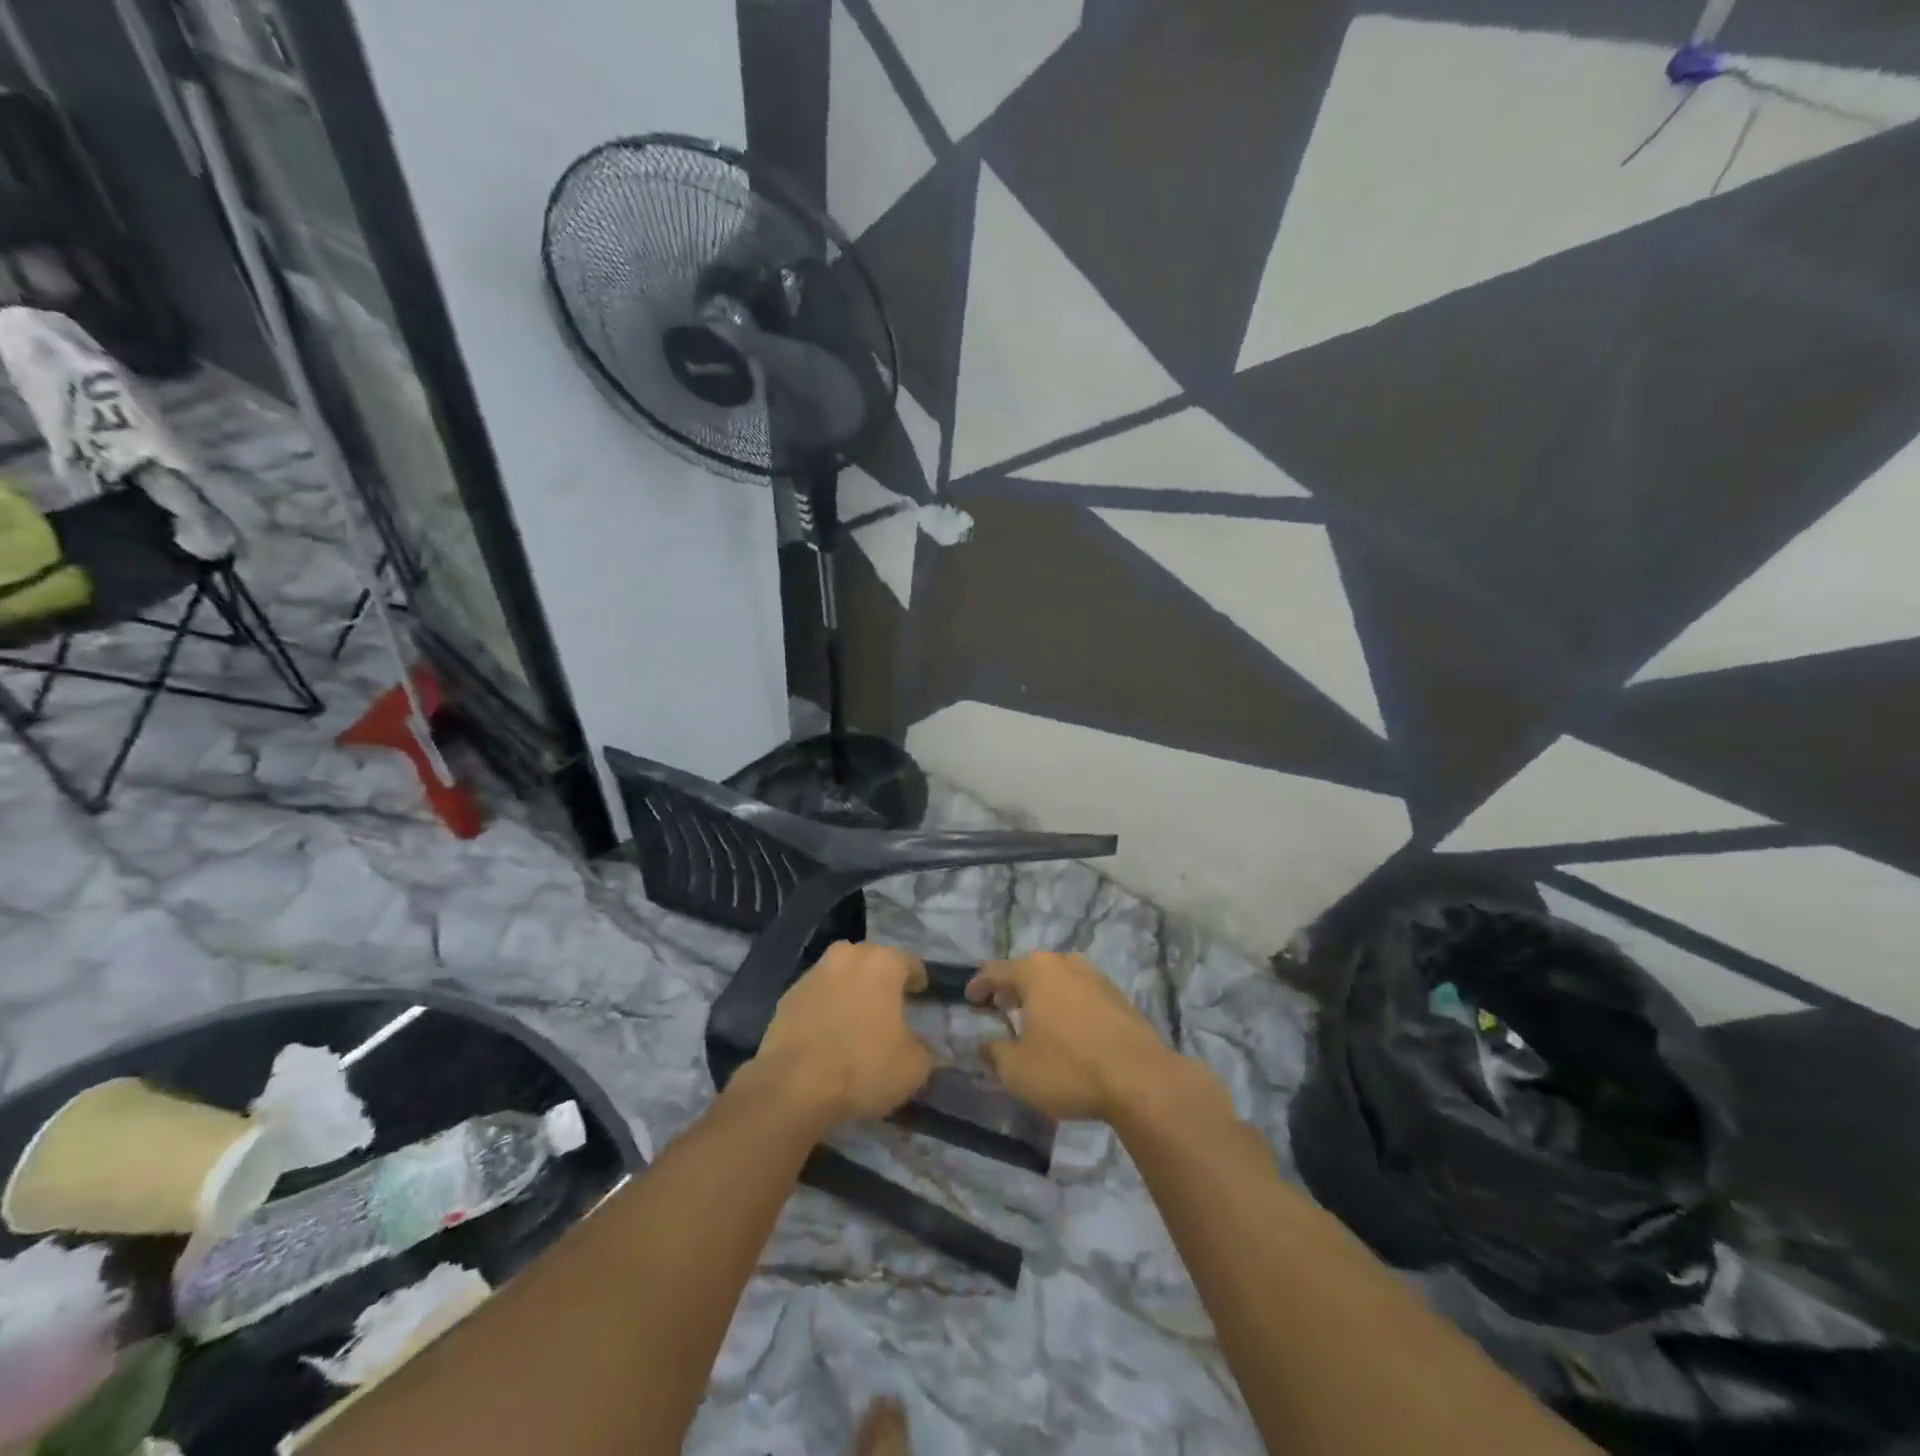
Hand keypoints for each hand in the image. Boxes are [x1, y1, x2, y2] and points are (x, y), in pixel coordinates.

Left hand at [750, 941, 932, 1127]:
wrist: (793, 1086)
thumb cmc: (863, 1066)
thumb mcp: (914, 1066)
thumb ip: (923, 1047)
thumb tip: (917, 1044)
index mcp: (882, 962)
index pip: (909, 961)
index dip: (917, 979)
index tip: (920, 994)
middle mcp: (847, 956)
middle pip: (871, 962)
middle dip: (881, 980)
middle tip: (889, 1006)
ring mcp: (812, 974)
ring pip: (841, 976)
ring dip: (850, 992)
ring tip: (856, 1021)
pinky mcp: (786, 997)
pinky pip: (817, 997)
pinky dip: (825, 1009)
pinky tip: (828, 1036)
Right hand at [966, 952, 1180, 1121]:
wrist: (1140, 1079)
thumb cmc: (1069, 1069)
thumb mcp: (1018, 1070)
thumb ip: (995, 1053)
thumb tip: (985, 1044)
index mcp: (1035, 972)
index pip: (996, 971)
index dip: (979, 985)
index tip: (969, 999)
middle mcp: (1064, 964)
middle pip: (1029, 970)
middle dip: (1012, 987)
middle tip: (1000, 1007)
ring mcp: (1095, 977)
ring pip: (1058, 979)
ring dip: (1041, 995)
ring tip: (1033, 1017)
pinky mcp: (1118, 997)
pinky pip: (1080, 993)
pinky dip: (1066, 1005)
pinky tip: (1066, 1028)